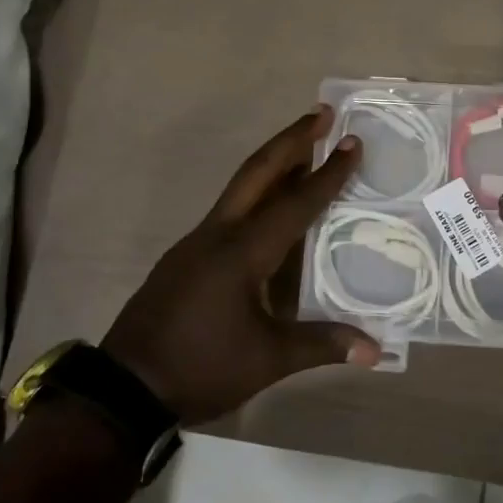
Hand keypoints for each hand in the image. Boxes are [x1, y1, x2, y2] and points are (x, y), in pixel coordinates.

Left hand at [101, 106, 380, 423]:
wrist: (126, 387)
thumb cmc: (201, 367)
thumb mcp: (267, 360)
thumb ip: (322, 344)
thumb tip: (376, 350)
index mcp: (242, 252)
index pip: (295, 204)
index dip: (328, 174)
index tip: (352, 143)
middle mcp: (218, 234)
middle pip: (257, 172)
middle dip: (292, 140)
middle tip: (323, 114)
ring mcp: (196, 242)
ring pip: (240, 187)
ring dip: (273, 163)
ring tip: (304, 149)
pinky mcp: (185, 256)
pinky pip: (229, 210)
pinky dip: (256, 192)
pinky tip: (269, 207)